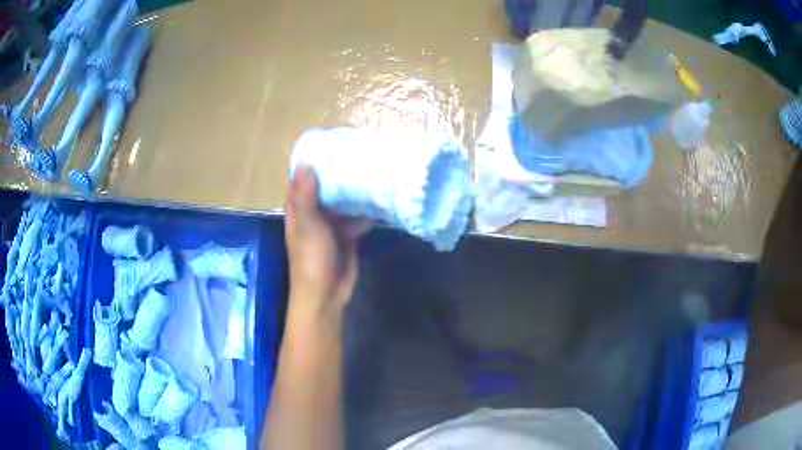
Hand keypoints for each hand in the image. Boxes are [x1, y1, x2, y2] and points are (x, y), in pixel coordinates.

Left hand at [285, 165, 370, 317]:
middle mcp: (315, 211)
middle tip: (363, 151)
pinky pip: (358, 215)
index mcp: (300, 206)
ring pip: (345, 200)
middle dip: (343, 172)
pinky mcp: (348, 234)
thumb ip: (305, 196)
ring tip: (377, 168)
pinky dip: (368, 208)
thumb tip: (305, 162)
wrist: (327, 293)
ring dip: (358, 189)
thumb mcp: (307, 225)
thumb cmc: (311, 259)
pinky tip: (384, 196)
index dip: (317, 160)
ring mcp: (332, 223)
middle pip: (329, 185)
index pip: (306, 176)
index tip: (335, 142)